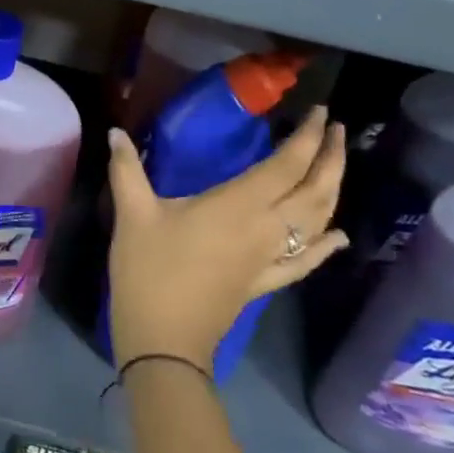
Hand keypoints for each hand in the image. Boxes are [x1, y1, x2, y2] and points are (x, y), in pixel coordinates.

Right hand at [107, 109, 347, 372]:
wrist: (164, 341)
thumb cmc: (149, 271)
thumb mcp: (133, 214)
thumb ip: (127, 169)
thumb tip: (115, 132)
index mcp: (238, 206)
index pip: (286, 166)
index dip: (306, 137)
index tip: (319, 111)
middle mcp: (265, 229)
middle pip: (314, 191)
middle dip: (330, 158)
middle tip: (336, 129)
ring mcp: (269, 259)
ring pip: (316, 222)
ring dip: (332, 191)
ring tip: (336, 164)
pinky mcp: (264, 282)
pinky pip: (305, 261)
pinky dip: (325, 246)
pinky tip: (338, 236)